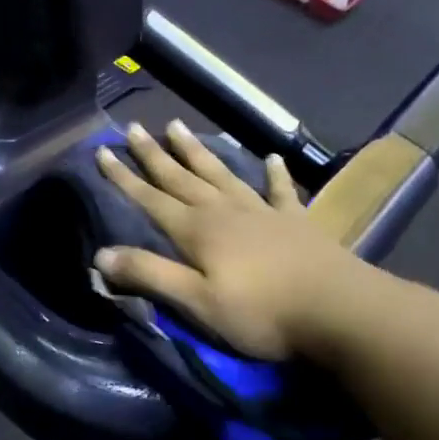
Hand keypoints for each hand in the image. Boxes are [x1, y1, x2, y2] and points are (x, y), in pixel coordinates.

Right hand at [92, 121, 399, 362]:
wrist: (338, 310)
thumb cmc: (260, 312)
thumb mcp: (195, 301)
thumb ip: (149, 275)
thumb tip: (100, 254)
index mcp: (197, 231)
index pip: (150, 198)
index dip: (123, 177)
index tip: (102, 151)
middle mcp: (224, 212)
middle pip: (181, 178)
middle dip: (154, 155)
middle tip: (134, 127)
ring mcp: (261, 212)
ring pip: (220, 174)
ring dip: (197, 152)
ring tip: (178, 127)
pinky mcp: (294, 222)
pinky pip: (279, 191)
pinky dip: (273, 174)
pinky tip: (269, 158)